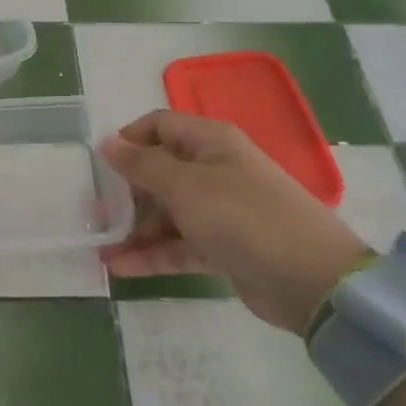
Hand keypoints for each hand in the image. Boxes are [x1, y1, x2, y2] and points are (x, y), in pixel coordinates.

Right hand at [99, 110, 373, 335]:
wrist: (311, 279)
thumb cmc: (242, 216)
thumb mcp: (185, 185)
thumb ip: (142, 164)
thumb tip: (108, 142)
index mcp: (210, 142)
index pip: (160, 125)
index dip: (129, 139)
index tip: (100, 164)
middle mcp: (214, 169)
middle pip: (160, 171)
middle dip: (126, 191)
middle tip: (94, 212)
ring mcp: (220, 210)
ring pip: (167, 212)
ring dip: (135, 228)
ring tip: (100, 246)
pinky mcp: (224, 246)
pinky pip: (179, 244)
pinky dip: (153, 254)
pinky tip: (119, 268)